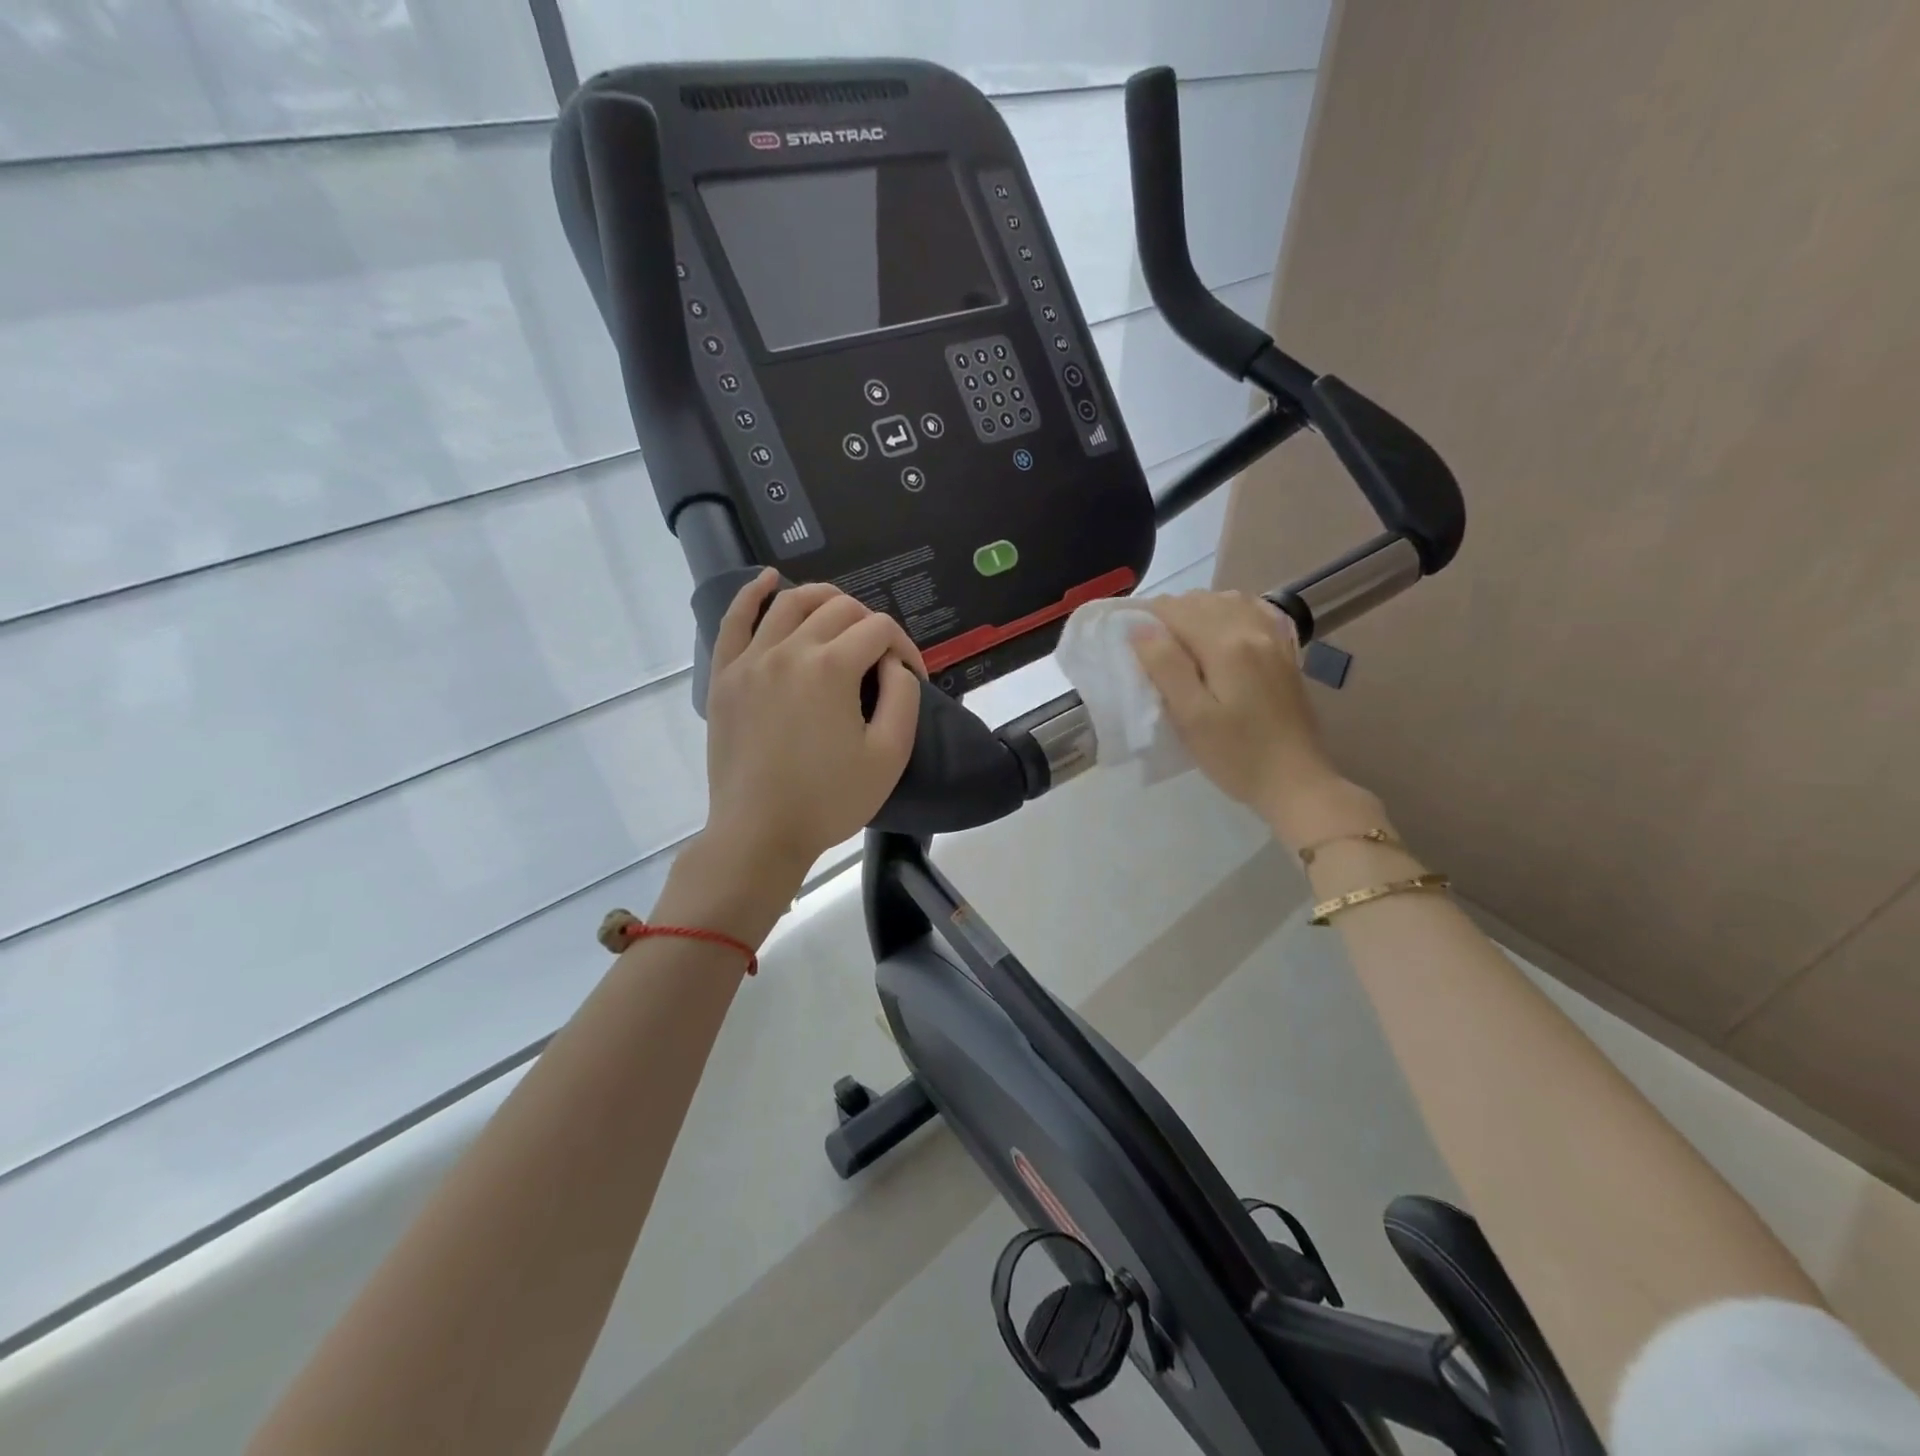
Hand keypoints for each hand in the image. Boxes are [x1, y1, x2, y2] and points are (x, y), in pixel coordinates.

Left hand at [699, 571, 922, 892]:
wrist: (759, 833)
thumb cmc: (829, 800)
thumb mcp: (889, 755)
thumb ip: (902, 696)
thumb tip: (891, 664)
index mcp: (831, 668)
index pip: (879, 630)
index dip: (904, 647)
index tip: (912, 678)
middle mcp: (789, 650)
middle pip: (838, 610)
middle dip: (869, 625)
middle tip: (879, 659)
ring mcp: (750, 659)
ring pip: (790, 603)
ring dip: (823, 599)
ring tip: (841, 615)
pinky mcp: (724, 675)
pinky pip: (735, 620)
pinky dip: (752, 594)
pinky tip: (768, 580)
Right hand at [1130, 590, 1380, 849]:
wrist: (1296, 781)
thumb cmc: (1236, 756)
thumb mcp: (1191, 718)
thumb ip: (1166, 667)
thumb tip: (1140, 628)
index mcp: (1226, 645)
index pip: (1176, 610)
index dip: (1146, 617)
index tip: (1128, 638)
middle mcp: (1253, 630)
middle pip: (1202, 600)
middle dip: (1170, 614)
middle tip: (1150, 647)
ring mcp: (1275, 639)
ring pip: (1228, 601)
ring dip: (1198, 610)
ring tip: (1180, 639)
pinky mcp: (1285, 652)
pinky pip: (1255, 612)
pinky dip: (1231, 612)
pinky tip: (1221, 629)